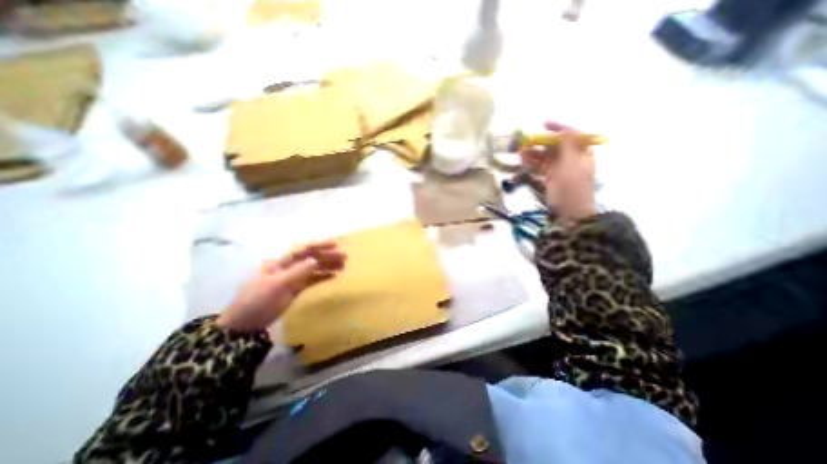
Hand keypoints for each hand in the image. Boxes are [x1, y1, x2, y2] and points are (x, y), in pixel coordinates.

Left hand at [216, 241, 346, 330]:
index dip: (319, 246)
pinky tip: (333, 276)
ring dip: (328, 266)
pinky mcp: (295, 289)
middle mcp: (288, 268)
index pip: (303, 250)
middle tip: (345, 258)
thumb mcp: (277, 285)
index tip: (335, 245)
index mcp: (281, 263)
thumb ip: (297, 272)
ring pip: (313, 268)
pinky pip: (312, 280)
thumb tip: (315, 260)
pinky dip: (323, 277)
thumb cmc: (257, 300)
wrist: (244, 324)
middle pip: (311, 258)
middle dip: (328, 256)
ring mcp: (292, 278)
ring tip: (343, 266)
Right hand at [514, 119, 593, 220]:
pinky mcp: (551, 179)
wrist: (569, 213)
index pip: (571, 135)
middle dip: (541, 143)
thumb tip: (563, 130)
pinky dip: (532, 164)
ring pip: (546, 157)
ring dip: (533, 153)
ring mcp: (560, 170)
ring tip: (520, 152)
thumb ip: (567, 147)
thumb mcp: (570, 166)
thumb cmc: (571, 188)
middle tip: (525, 141)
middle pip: (556, 146)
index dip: (558, 128)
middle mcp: (571, 159)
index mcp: (582, 154)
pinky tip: (523, 161)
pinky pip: (541, 167)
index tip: (543, 124)